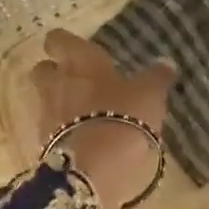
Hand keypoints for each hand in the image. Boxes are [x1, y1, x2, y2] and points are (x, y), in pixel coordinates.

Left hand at [30, 30, 174, 208]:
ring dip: (58, 102)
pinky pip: (50, 129)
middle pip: (42, 69)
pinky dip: (62, 130)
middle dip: (54, 72)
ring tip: (83, 112)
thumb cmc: (124, 116)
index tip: (75, 48)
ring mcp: (46, 114)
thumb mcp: (150, 94)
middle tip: (76, 79)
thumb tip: (165, 63)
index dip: (64, 43)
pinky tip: (82, 138)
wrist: (95, 169)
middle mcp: (56, 82)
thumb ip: (156, 77)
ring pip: (44, 99)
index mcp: (79, 61)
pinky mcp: (44, 143)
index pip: (58, 40)